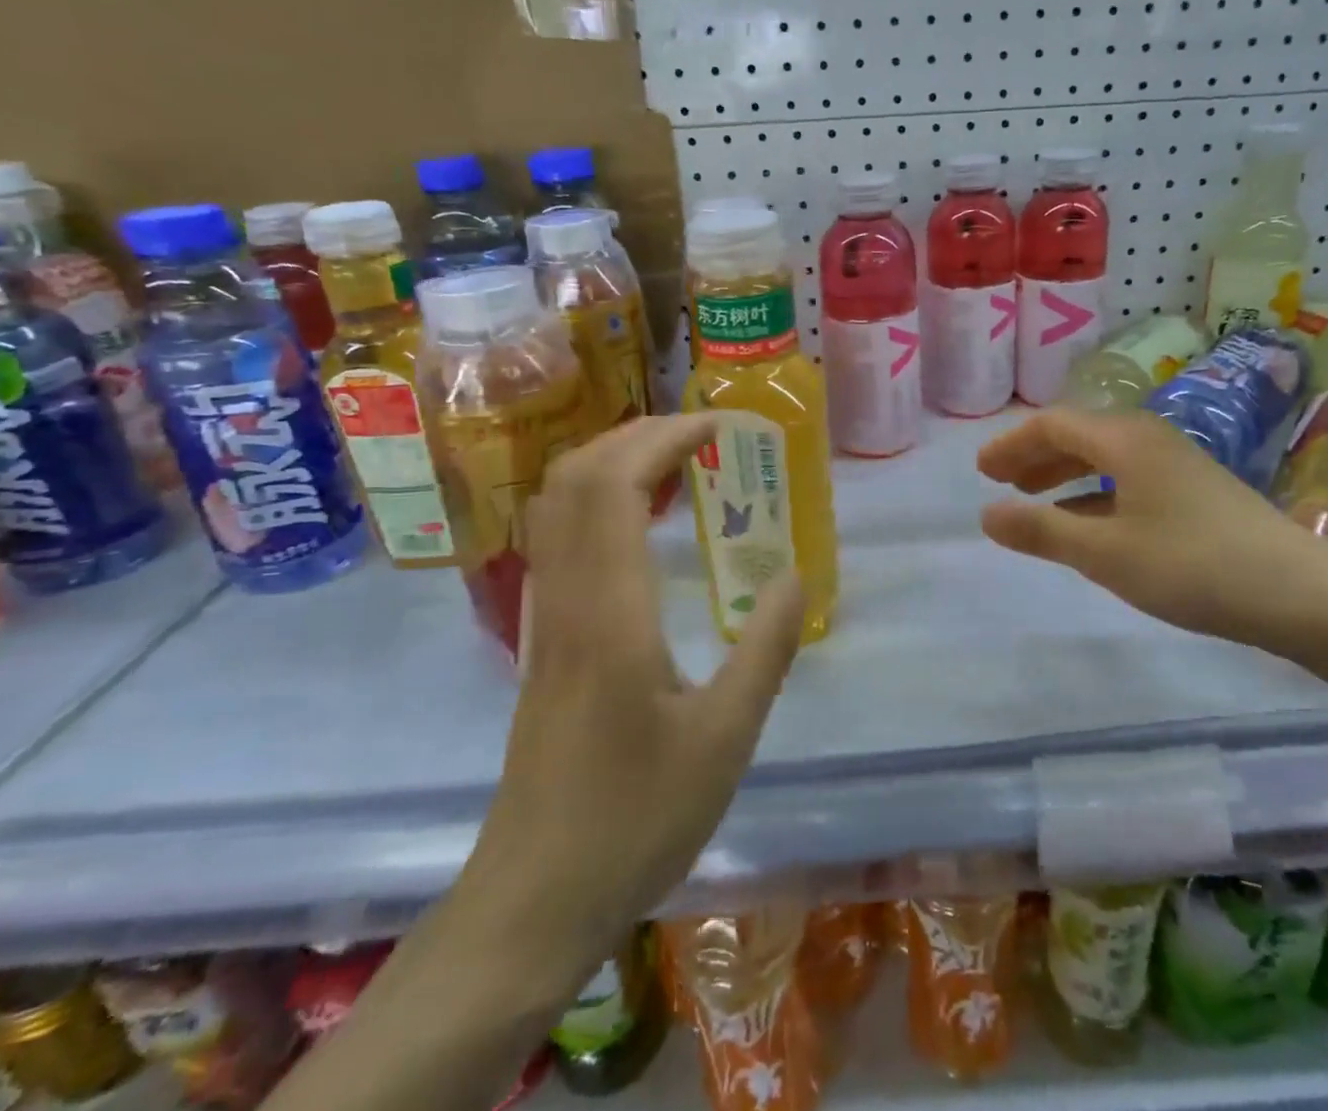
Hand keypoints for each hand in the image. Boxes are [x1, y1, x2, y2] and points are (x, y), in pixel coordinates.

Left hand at [461, 414, 805, 977]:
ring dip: (613, 463)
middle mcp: (566, 599)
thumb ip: (764, 648)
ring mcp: (545, 618)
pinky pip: (561, 540)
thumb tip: (793, 576)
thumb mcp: (726, 738)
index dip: (662, 437)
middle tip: (702, 435)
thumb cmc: (635, 820)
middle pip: (575, 478)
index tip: (718, 426)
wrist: (534, 900)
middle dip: (636, 435)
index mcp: (609, 613)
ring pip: (558, 506)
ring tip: (678, 464)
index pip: (614, 485)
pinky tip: (642, 525)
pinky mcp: (543, 640)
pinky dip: (599, 502)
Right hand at [977, 408, 1327, 659]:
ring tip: (1034, 500)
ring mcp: (1175, 464)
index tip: (981, 472)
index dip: (1012, 444)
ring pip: (1104, 457)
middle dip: (1034, 456)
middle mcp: (1148, 439)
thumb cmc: (1192, 565)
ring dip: (1063, 474)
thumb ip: (1042, 531)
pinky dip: (1094, 493)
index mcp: (1124, 440)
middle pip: (1078, 434)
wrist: (1301, 593)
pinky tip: (1087, 522)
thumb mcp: (1105, 553)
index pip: (1053, 424)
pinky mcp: (1194, 491)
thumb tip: (986, 515)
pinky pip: (1127, 478)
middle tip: (1000, 482)